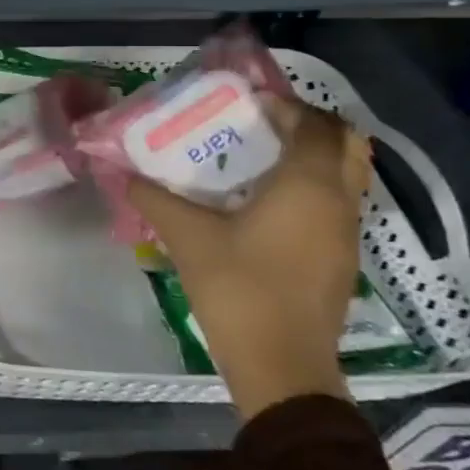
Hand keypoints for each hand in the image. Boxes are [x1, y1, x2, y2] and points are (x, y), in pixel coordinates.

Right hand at [124, 96, 371, 420]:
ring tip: (261, 158)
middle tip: (262, 125)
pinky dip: (313, 186)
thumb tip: (122, 173)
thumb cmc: (238, 287)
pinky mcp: (341, 259)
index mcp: (308, 186)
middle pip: (347, 144)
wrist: (281, 365)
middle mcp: (338, 202)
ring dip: (314, 156)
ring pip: (347, 175)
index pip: (314, 125)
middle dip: (309, 125)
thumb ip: (153, 197)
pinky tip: (266, 203)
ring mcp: (346, 233)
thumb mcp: (186, 236)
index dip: (285, 106)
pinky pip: (337, 203)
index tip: (247, 104)